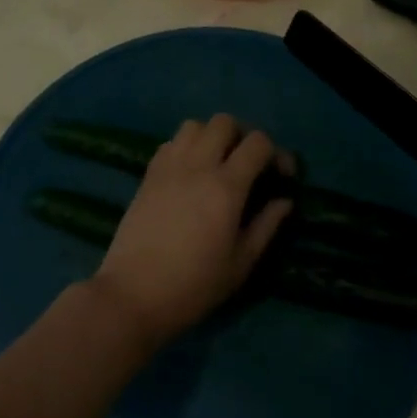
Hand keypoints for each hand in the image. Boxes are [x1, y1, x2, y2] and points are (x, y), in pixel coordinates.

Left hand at [91, 115, 294, 346]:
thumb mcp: (240, 263)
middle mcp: (197, 166)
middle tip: (248, 166)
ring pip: (194, 125)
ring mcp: (168, 167)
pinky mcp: (147, 175)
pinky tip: (190, 175)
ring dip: (212, 137)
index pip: (257, 143)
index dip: (276, 153)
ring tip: (218, 165)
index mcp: (226, 187)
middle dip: (243, 137)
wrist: (132, 295)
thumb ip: (266, 226)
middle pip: (224, 122)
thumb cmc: (193, 286)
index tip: (281, 176)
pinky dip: (186, 147)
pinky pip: (171, 143)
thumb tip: (284, 201)